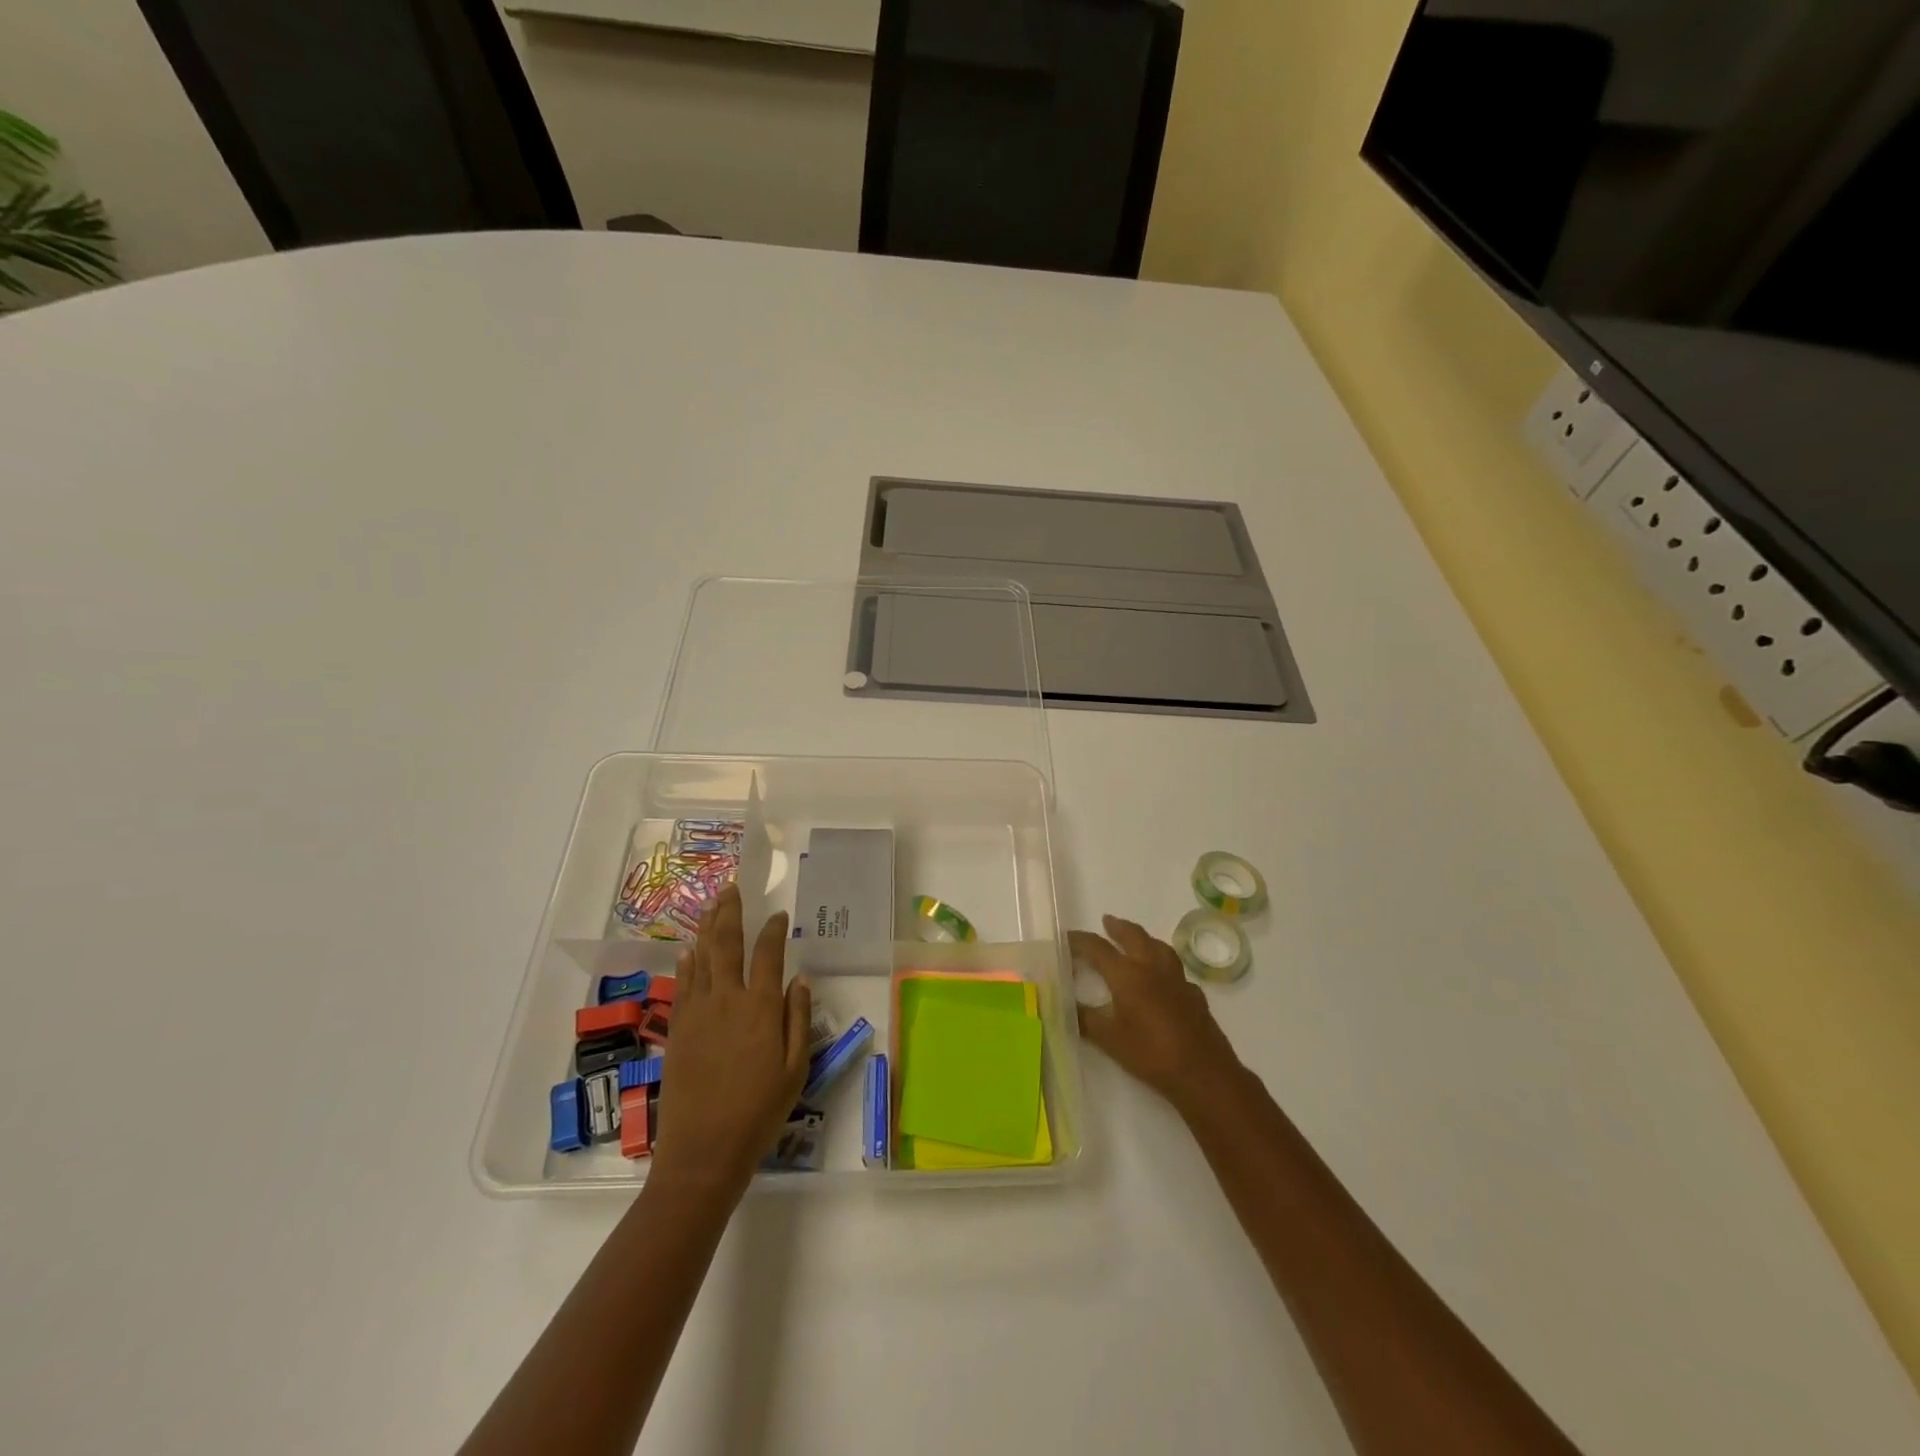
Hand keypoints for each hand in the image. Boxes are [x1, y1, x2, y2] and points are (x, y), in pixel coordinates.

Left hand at [651, 885, 812, 1194]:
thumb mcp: (795, 1069)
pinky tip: (690, 949)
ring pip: (701, 958)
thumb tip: (800, 979)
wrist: (703, 1150)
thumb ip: (798, 1019)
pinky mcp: (678, 1029)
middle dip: (731, 912)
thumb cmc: (759, 1112)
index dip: (773, 930)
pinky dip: (688, 962)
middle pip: (727, 944)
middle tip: (731, 887)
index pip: (768, 954)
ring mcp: (697, 1012)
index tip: (779, 914)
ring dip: (707, 928)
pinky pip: (683, 984)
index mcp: (760, 1007)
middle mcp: (726, 999)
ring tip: (711, 904)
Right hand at [1070, 914, 1243, 1113]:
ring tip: (1136, 939)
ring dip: (1144, 938)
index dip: (1080, 940)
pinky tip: (1162, 978)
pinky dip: (1164, 966)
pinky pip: (1175, 970)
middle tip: (1107, 921)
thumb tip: (1065, 1006)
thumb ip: (1085, 1019)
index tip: (1066, 937)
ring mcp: (1177, 979)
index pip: (1097, 948)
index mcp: (1127, 974)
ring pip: (1159, 946)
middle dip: (1118, 927)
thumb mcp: (1109, 1039)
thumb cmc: (1150, 1053)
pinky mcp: (1194, 993)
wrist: (1202, 1072)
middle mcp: (1152, 967)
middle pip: (1133, 936)